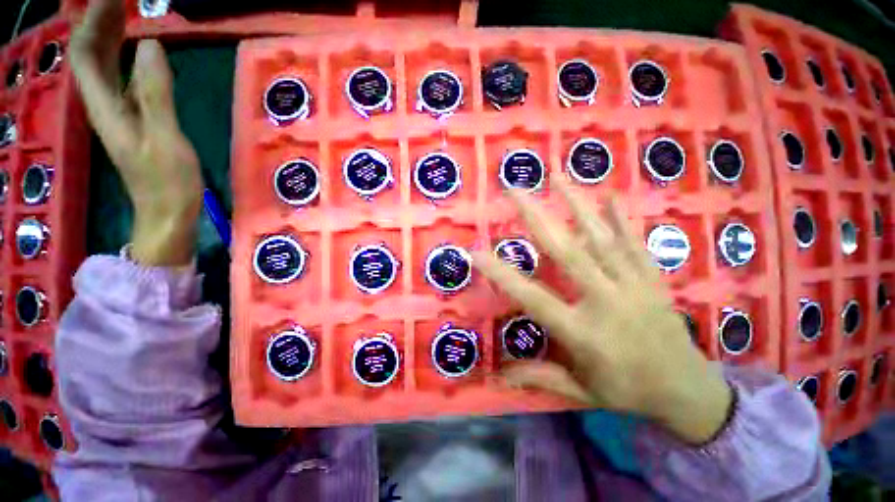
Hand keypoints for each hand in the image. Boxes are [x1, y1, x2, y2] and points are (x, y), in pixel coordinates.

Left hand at [71, 0, 201, 265]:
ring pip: (103, 65)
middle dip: (100, 22)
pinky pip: (120, 80)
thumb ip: (155, 93)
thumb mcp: (165, 139)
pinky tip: (138, 50)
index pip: (85, 51)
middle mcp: (103, 104)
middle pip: (90, 54)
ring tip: (128, 13)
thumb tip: (149, 44)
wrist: (167, 214)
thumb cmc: (168, 183)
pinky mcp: (133, 120)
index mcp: (104, 106)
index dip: (94, 21)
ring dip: (110, 37)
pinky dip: (125, 59)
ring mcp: (118, 113)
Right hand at [472, 179, 732, 444]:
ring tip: (557, 175)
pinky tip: (610, 194)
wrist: (690, 391)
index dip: (502, 274)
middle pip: (566, 252)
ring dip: (576, 203)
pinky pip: (635, 242)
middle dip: (536, 216)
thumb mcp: (580, 391)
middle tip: (515, 191)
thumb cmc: (628, 391)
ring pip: (600, 237)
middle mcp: (605, 301)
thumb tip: (498, 376)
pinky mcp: (653, 278)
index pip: (532, 297)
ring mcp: (633, 285)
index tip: (477, 251)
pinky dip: (621, 217)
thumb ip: (539, 376)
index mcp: (583, 332)